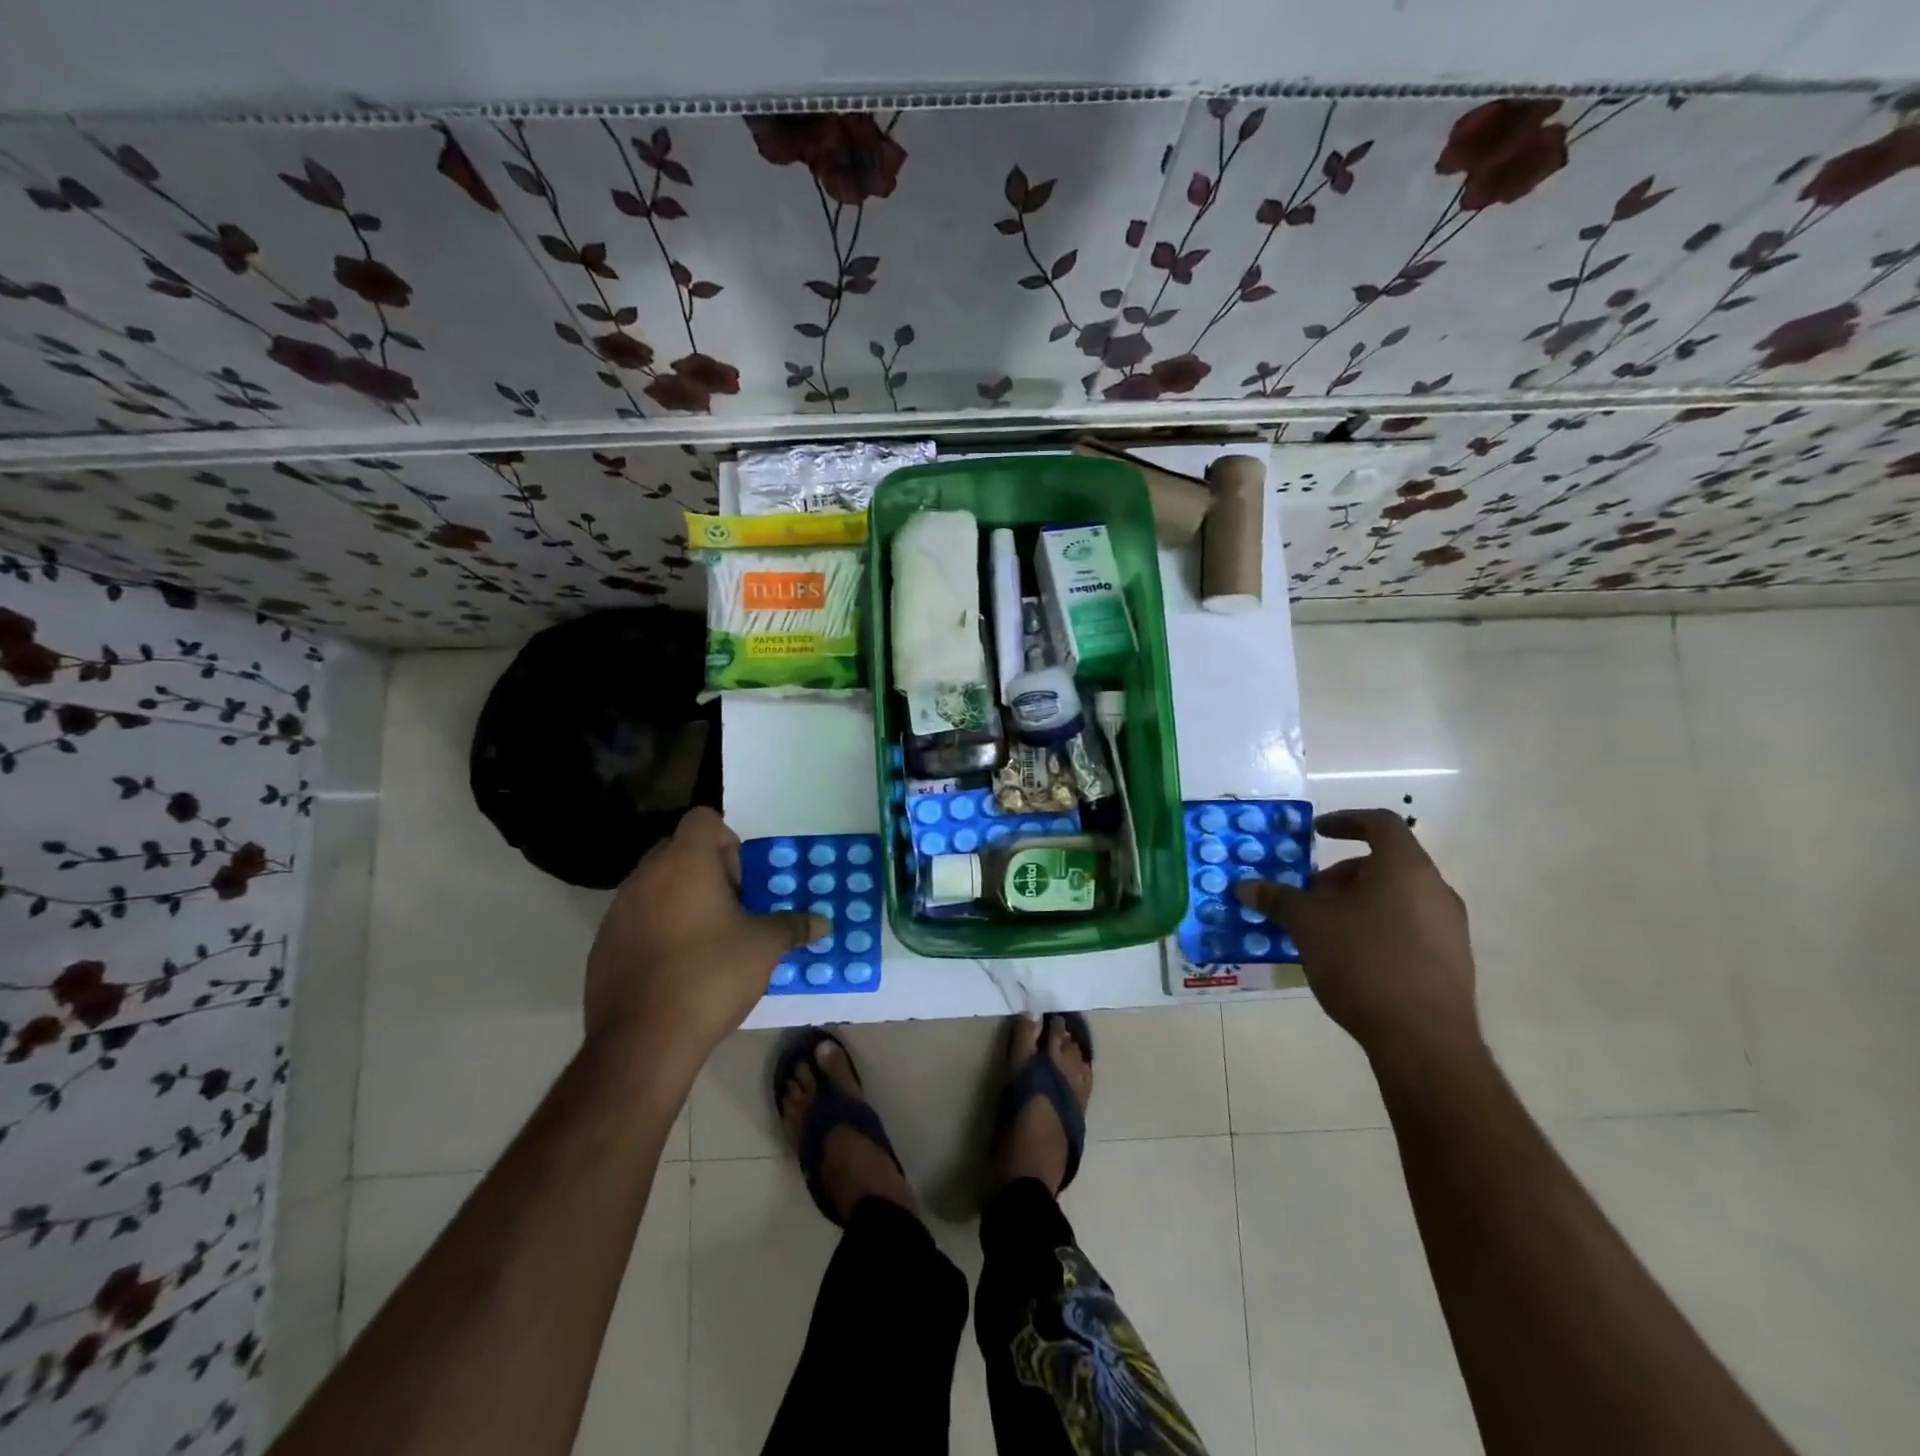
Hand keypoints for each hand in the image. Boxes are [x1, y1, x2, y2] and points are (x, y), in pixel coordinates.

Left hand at [584, 808, 825, 1068]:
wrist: (643, 1041)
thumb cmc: (711, 976)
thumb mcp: (764, 948)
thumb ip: (792, 927)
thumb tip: (822, 923)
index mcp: (685, 863)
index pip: (703, 819)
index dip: (728, 840)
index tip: (743, 880)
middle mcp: (645, 877)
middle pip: (677, 850)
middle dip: (706, 870)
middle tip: (732, 907)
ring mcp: (617, 912)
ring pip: (654, 886)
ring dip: (680, 900)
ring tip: (707, 939)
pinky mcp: (602, 947)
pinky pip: (636, 921)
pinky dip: (657, 930)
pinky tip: (677, 968)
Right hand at [1235, 809, 1479, 1066]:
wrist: (1423, 1039)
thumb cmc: (1363, 962)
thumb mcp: (1308, 925)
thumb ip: (1278, 899)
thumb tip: (1245, 887)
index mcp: (1405, 868)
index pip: (1380, 823)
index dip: (1345, 821)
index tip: (1317, 833)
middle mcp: (1435, 890)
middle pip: (1386, 864)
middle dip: (1342, 874)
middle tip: (1309, 895)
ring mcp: (1449, 928)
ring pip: (1397, 897)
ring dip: (1357, 902)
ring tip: (1324, 929)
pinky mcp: (1451, 962)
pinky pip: (1409, 927)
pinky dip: (1377, 927)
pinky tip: (1349, 958)